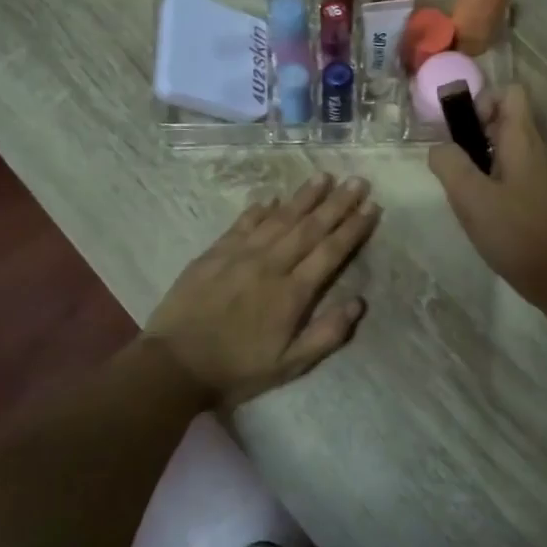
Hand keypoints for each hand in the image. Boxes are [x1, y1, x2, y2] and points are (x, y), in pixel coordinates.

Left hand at [142, 173, 378, 409]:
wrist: (173, 365)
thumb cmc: (236, 370)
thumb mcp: (289, 366)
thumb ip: (326, 334)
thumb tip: (359, 302)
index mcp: (292, 293)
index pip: (330, 252)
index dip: (354, 228)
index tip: (372, 206)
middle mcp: (270, 265)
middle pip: (310, 227)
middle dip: (337, 203)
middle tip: (358, 180)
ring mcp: (240, 255)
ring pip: (279, 218)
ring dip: (303, 197)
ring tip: (324, 176)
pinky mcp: (214, 253)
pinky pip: (242, 224)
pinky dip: (260, 209)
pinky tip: (272, 198)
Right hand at [428, 86, 546, 309]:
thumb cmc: (516, 232)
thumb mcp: (471, 197)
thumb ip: (449, 164)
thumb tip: (439, 148)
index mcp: (522, 140)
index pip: (510, 92)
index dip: (481, 100)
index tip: (460, 130)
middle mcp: (536, 150)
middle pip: (504, 119)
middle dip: (473, 134)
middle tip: (452, 164)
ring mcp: (540, 175)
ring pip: (506, 149)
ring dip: (479, 160)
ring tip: (462, 190)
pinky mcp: (540, 198)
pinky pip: (511, 174)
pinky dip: (491, 182)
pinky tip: (480, 211)